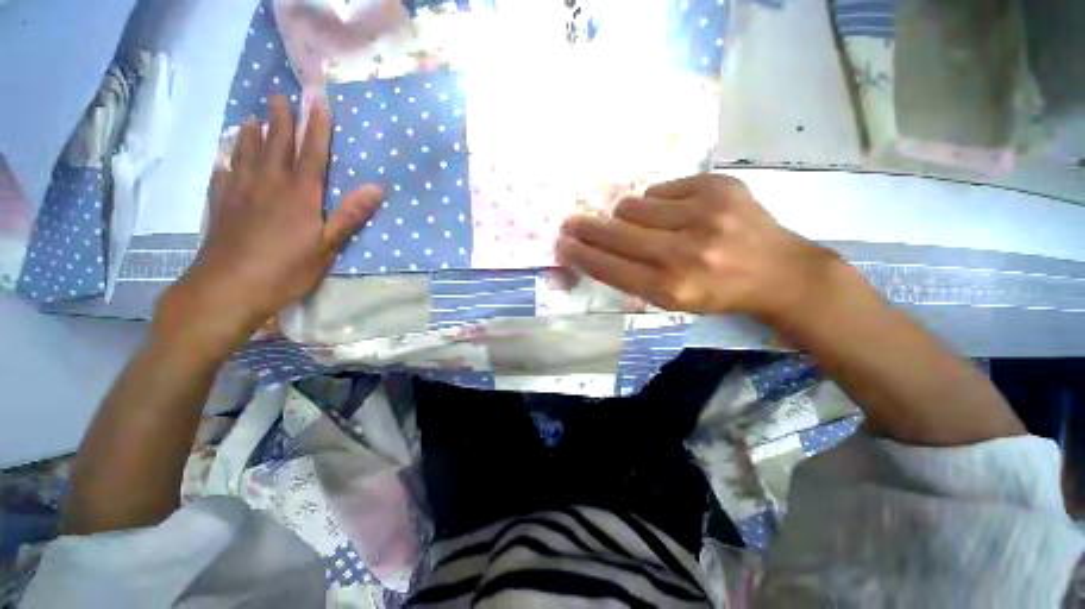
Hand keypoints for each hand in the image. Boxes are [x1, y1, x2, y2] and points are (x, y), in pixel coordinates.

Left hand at [158, 95, 382, 340]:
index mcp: (298, 194)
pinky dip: (227, 164)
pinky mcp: (221, 209)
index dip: (317, 126)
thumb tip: (377, 187)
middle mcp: (268, 185)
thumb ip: (350, 215)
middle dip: (280, 119)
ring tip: (250, 118)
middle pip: (275, 144)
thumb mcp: (328, 246)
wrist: (228, 290)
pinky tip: (225, 160)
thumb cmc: (286, 270)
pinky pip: (223, 177)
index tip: (319, 100)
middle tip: (279, 95)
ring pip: (246, 155)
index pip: (311, 152)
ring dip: (250, 134)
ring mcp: (240, 194)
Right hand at [555, 174, 840, 321]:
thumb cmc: (716, 292)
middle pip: (616, 232)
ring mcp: (705, 215)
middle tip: (572, 223)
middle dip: (587, 228)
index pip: (610, 267)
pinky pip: (661, 190)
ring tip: (649, 226)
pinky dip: (659, 203)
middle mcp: (685, 253)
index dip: (581, 254)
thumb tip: (595, 248)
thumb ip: (632, 278)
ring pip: (633, 206)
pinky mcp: (719, 187)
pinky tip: (680, 214)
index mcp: (671, 288)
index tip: (562, 243)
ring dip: (629, 217)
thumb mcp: (671, 300)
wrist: (779, 271)